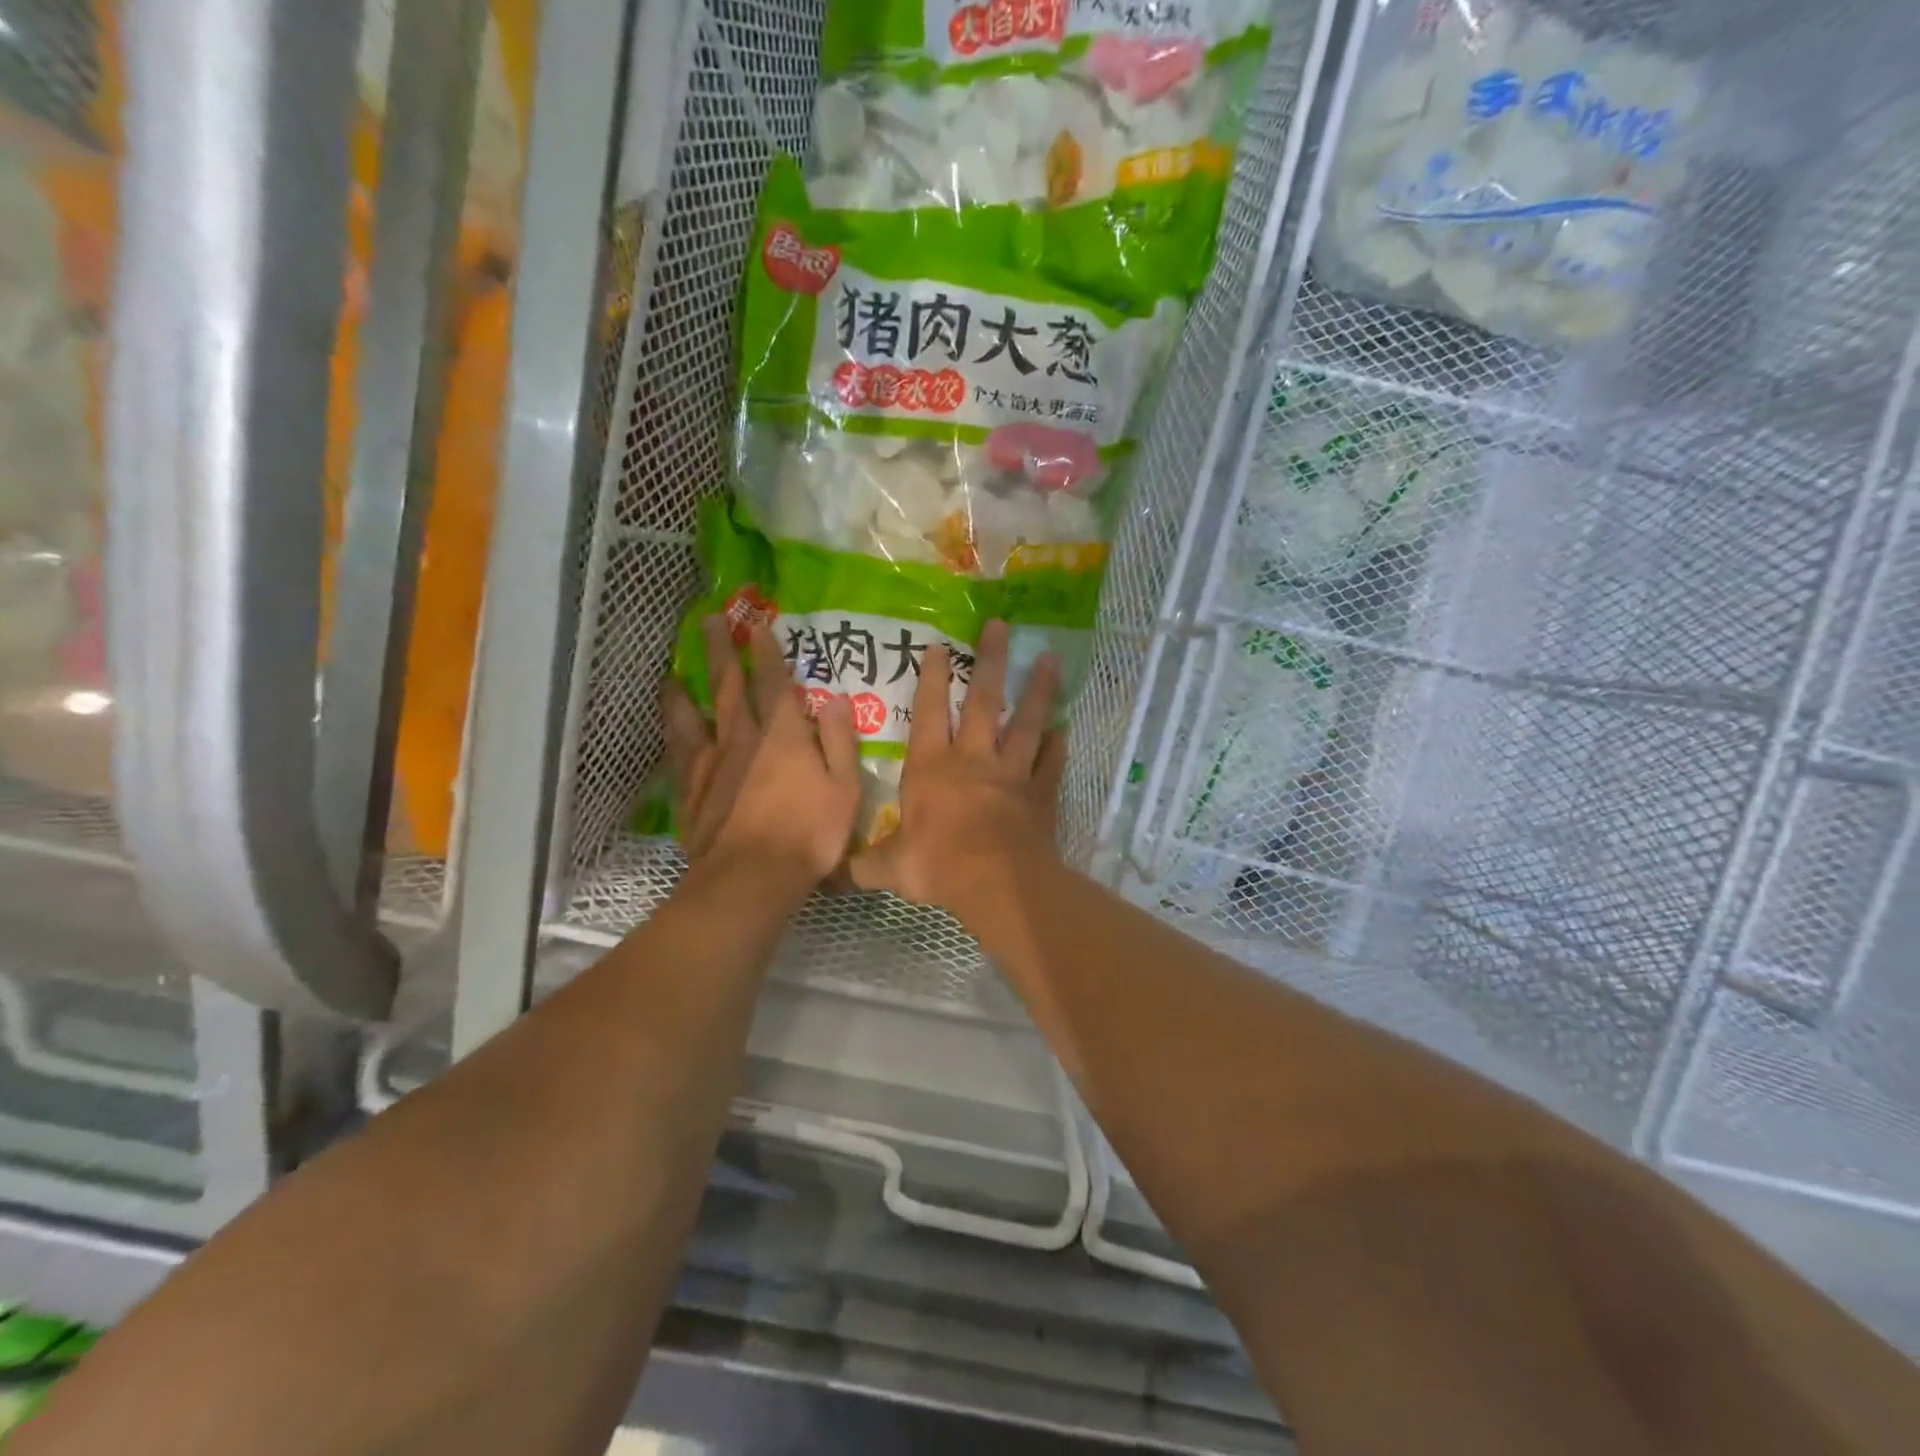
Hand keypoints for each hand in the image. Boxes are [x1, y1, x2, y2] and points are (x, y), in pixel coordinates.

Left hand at [661, 617, 861, 893]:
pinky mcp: (691, 790)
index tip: (757, 624)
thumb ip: (841, 740)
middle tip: (709, 621)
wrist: (752, 877)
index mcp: (784, 734)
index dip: (766, 652)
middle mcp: (743, 737)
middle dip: (720, 651)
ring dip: (685, 688)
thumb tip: (837, 698)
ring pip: (694, 714)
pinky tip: (668, 725)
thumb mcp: (844, 786)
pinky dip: (672, 731)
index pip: (774, 682)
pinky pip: (678, 751)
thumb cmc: (809, 833)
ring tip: (674, 670)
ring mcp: (712, 763)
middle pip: (728, 686)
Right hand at [850, 619, 1065, 915]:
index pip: (929, 713)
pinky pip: (1050, 763)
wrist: (998, 883)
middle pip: (983, 702)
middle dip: (991, 662)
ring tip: (1051, 660)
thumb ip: (866, 866)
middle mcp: (973, 760)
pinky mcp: (1040, 794)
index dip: (931, 679)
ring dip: (1038, 691)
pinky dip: (1056, 746)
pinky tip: (1063, 730)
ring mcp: (1012, 773)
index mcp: (933, 768)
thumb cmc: (939, 866)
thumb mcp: (891, 868)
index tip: (939, 645)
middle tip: (1000, 626)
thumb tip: (836, 876)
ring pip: (1026, 723)